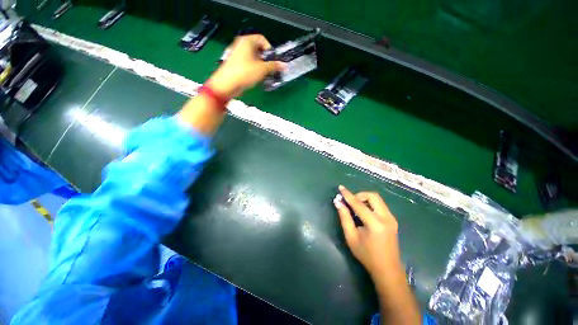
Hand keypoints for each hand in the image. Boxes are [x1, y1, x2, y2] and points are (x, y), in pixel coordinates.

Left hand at [207, 34, 284, 97]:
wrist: (227, 84)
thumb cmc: (244, 73)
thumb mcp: (262, 69)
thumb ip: (274, 66)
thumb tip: (284, 65)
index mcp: (247, 41)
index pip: (262, 39)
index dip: (269, 49)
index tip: (273, 60)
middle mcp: (241, 45)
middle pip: (258, 49)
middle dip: (266, 59)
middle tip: (270, 69)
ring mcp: (237, 55)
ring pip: (253, 57)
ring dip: (261, 65)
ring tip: (264, 75)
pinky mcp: (235, 64)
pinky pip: (248, 64)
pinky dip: (254, 69)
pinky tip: (256, 77)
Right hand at [334, 185, 400, 278]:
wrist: (387, 269)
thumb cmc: (366, 255)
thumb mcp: (351, 237)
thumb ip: (344, 217)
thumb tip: (338, 202)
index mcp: (375, 223)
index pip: (359, 204)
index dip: (348, 195)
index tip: (341, 188)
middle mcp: (386, 218)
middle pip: (373, 196)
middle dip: (359, 195)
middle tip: (350, 202)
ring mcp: (391, 218)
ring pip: (377, 199)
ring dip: (365, 199)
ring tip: (356, 207)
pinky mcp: (393, 220)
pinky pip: (380, 205)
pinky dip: (370, 204)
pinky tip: (364, 212)